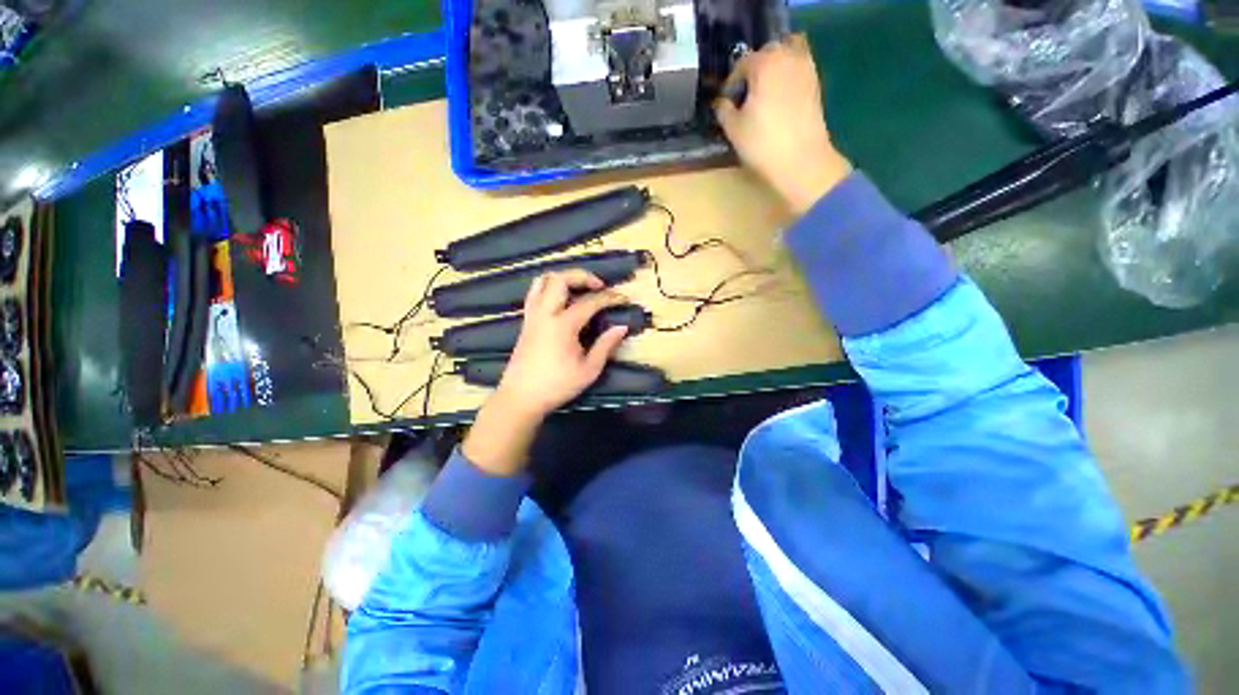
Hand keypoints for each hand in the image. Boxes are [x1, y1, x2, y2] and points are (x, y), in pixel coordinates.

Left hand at [462, 270, 629, 475]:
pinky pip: (535, 293)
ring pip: (542, 281)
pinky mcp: (526, 322)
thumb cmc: (557, 386)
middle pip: (560, 279)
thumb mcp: (588, 370)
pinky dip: (550, 288)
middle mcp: (545, 314)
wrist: (521, 398)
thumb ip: (605, 346)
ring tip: (579, 287)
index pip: (590, 302)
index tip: (623, 297)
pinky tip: (561, 301)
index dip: (609, 298)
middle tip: (598, 285)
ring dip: (563, 278)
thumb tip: (622, 327)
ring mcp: (532, 316)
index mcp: (563, 325)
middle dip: (582, 276)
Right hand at [715, 34, 852, 215]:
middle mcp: (787, 57)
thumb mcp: (733, 129)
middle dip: (754, 70)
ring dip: (775, 66)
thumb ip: (723, 110)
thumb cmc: (763, 144)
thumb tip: (722, 102)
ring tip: (765, 92)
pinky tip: (780, 98)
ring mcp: (806, 68)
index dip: (731, 84)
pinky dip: (789, 74)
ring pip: (787, 53)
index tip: (727, 103)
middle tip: (746, 96)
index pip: (741, 64)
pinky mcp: (816, 83)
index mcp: (764, 63)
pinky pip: (799, 67)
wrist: (801, 160)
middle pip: (766, 53)